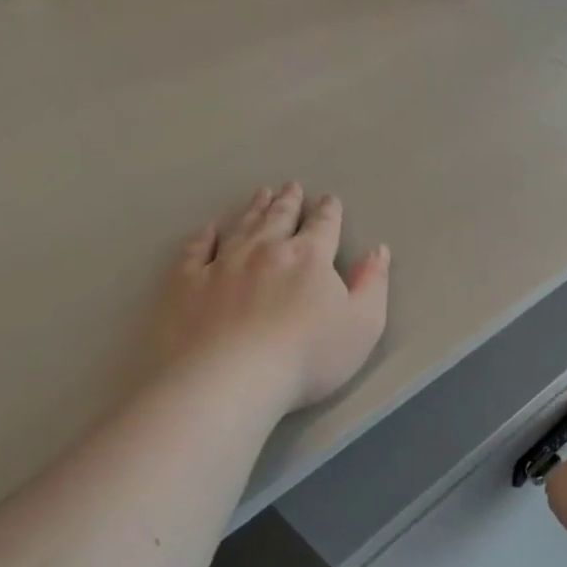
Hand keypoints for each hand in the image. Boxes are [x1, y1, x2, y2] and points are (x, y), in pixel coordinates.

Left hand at [152, 183, 389, 414]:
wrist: (231, 379)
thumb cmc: (307, 357)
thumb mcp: (362, 325)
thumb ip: (372, 284)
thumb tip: (378, 250)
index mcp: (309, 257)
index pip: (323, 226)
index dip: (328, 212)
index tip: (329, 200)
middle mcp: (265, 250)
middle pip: (279, 218)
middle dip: (288, 201)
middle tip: (290, 187)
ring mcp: (223, 264)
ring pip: (241, 226)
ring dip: (253, 209)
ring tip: (260, 194)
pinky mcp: (188, 284)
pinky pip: (196, 251)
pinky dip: (203, 237)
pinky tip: (207, 230)